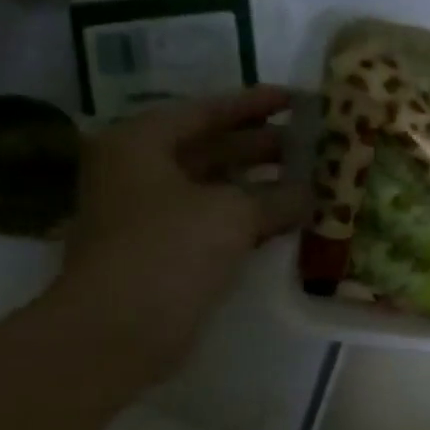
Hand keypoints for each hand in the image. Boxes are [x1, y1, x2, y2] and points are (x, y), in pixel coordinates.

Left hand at [52, 85, 305, 380]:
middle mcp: (140, 171)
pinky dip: (248, 217)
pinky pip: (214, 221)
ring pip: (215, 187)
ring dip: (259, 184)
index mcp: (142, 144)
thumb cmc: (168, 251)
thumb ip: (278, 197)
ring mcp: (150, 214)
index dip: (253, 104)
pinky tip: (286, 219)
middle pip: (210, 147)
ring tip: (309, 179)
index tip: (295, 100)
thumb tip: (312, 194)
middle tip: (311, 142)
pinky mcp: (164, 250)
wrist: (117, 329)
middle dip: (261, 145)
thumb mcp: (232, 214)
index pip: (206, 111)